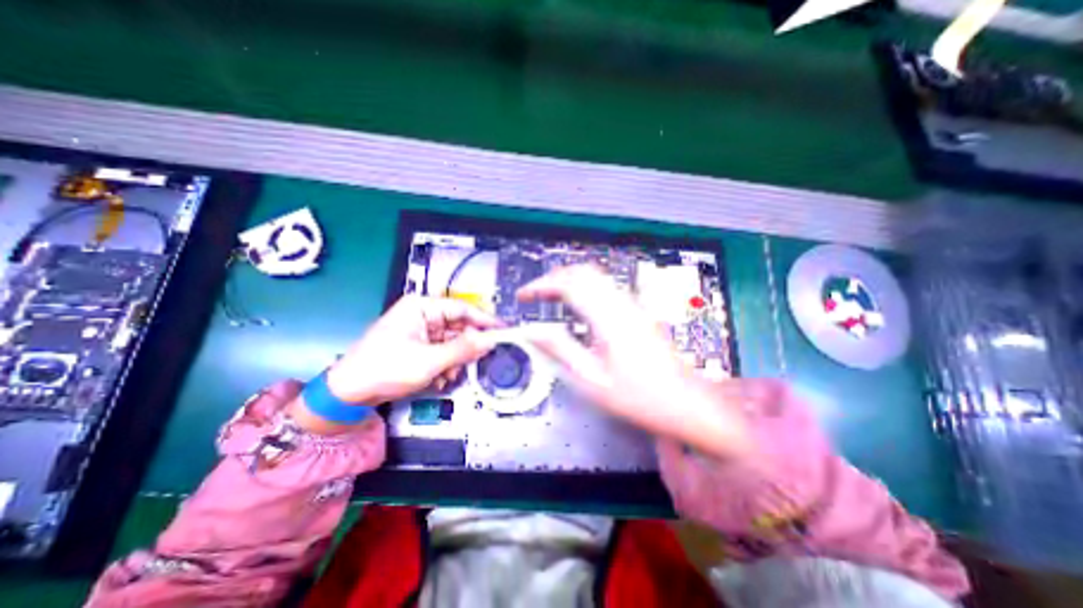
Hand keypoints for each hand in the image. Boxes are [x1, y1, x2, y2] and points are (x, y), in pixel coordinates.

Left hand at [293, 294, 502, 430]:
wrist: (347, 394)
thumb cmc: (385, 369)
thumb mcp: (428, 361)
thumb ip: (463, 349)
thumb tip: (491, 340)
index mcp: (422, 307)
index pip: (462, 309)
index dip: (484, 320)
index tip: (504, 331)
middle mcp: (422, 314)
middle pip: (458, 326)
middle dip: (466, 347)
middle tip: (478, 361)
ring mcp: (419, 330)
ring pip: (451, 341)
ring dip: (455, 360)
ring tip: (449, 376)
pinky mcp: (417, 345)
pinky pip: (442, 351)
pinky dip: (445, 365)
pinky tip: (439, 379)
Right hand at [520, 263, 750, 457]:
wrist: (685, 402)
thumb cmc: (638, 397)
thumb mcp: (591, 379)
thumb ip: (559, 349)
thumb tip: (532, 330)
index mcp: (607, 318)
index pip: (569, 284)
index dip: (541, 285)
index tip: (523, 295)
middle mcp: (621, 304)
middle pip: (583, 271)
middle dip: (554, 277)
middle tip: (535, 294)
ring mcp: (632, 305)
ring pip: (596, 275)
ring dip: (569, 279)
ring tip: (550, 297)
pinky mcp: (637, 311)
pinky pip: (606, 287)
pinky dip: (584, 287)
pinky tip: (577, 305)